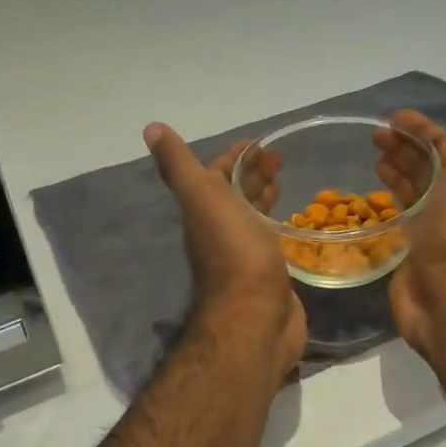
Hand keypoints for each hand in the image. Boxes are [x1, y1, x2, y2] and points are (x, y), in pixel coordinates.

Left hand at [145, 124, 306, 388]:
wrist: (255, 318)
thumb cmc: (234, 253)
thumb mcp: (202, 199)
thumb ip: (179, 166)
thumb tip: (151, 128)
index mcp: (205, 212)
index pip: (216, 175)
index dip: (235, 156)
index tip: (260, 143)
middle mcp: (221, 232)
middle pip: (235, 195)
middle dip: (254, 174)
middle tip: (280, 158)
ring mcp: (245, 255)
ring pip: (253, 217)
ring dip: (265, 197)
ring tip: (285, 182)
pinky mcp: (269, 275)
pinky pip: (272, 242)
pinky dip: (279, 226)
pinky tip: (294, 223)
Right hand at [372, 75, 445, 356]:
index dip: (423, 129)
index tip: (394, 117)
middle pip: (426, 167)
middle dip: (403, 148)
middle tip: (373, 136)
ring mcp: (430, 228)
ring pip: (411, 192)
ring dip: (394, 172)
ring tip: (370, 157)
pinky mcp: (409, 252)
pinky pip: (396, 220)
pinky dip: (384, 204)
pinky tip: (366, 197)